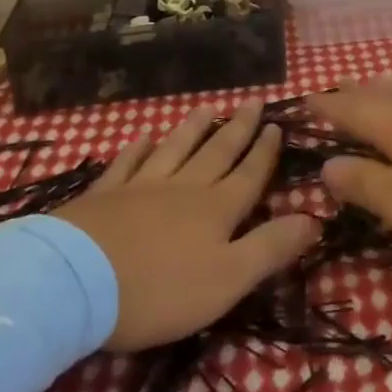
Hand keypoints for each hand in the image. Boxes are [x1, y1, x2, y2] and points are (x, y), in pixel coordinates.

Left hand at [53, 101, 319, 351]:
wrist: (76, 283)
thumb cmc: (160, 290)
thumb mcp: (228, 279)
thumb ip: (271, 248)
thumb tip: (315, 218)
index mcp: (216, 210)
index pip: (249, 175)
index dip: (265, 152)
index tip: (277, 125)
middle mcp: (184, 188)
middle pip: (216, 152)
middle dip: (238, 128)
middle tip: (252, 101)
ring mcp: (141, 187)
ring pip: (175, 149)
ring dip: (193, 128)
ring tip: (207, 107)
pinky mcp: (104, 195)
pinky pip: (127, 163)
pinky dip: (138, 148)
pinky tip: (144, 137)